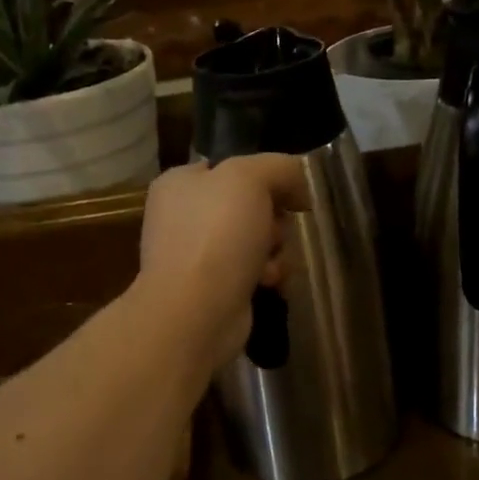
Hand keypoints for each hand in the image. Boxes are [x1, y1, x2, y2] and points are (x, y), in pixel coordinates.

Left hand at [136, 155, 309, 369]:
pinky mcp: (213, 289)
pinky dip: (266, 275)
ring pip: (255, 240)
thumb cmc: (217, 235)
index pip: (231, 167)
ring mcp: (197, 255)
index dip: (266, 177)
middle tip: (275, 231)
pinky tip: (268, 283)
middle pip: (249, 205)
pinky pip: (252, 272)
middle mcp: (183, 216)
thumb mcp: (249, 178)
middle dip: (273, 219)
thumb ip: (278, 167)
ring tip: (271, 263)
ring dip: (275, 250)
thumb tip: (298, 183)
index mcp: (180, 183)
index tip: (292, 193)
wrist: (196, 312)